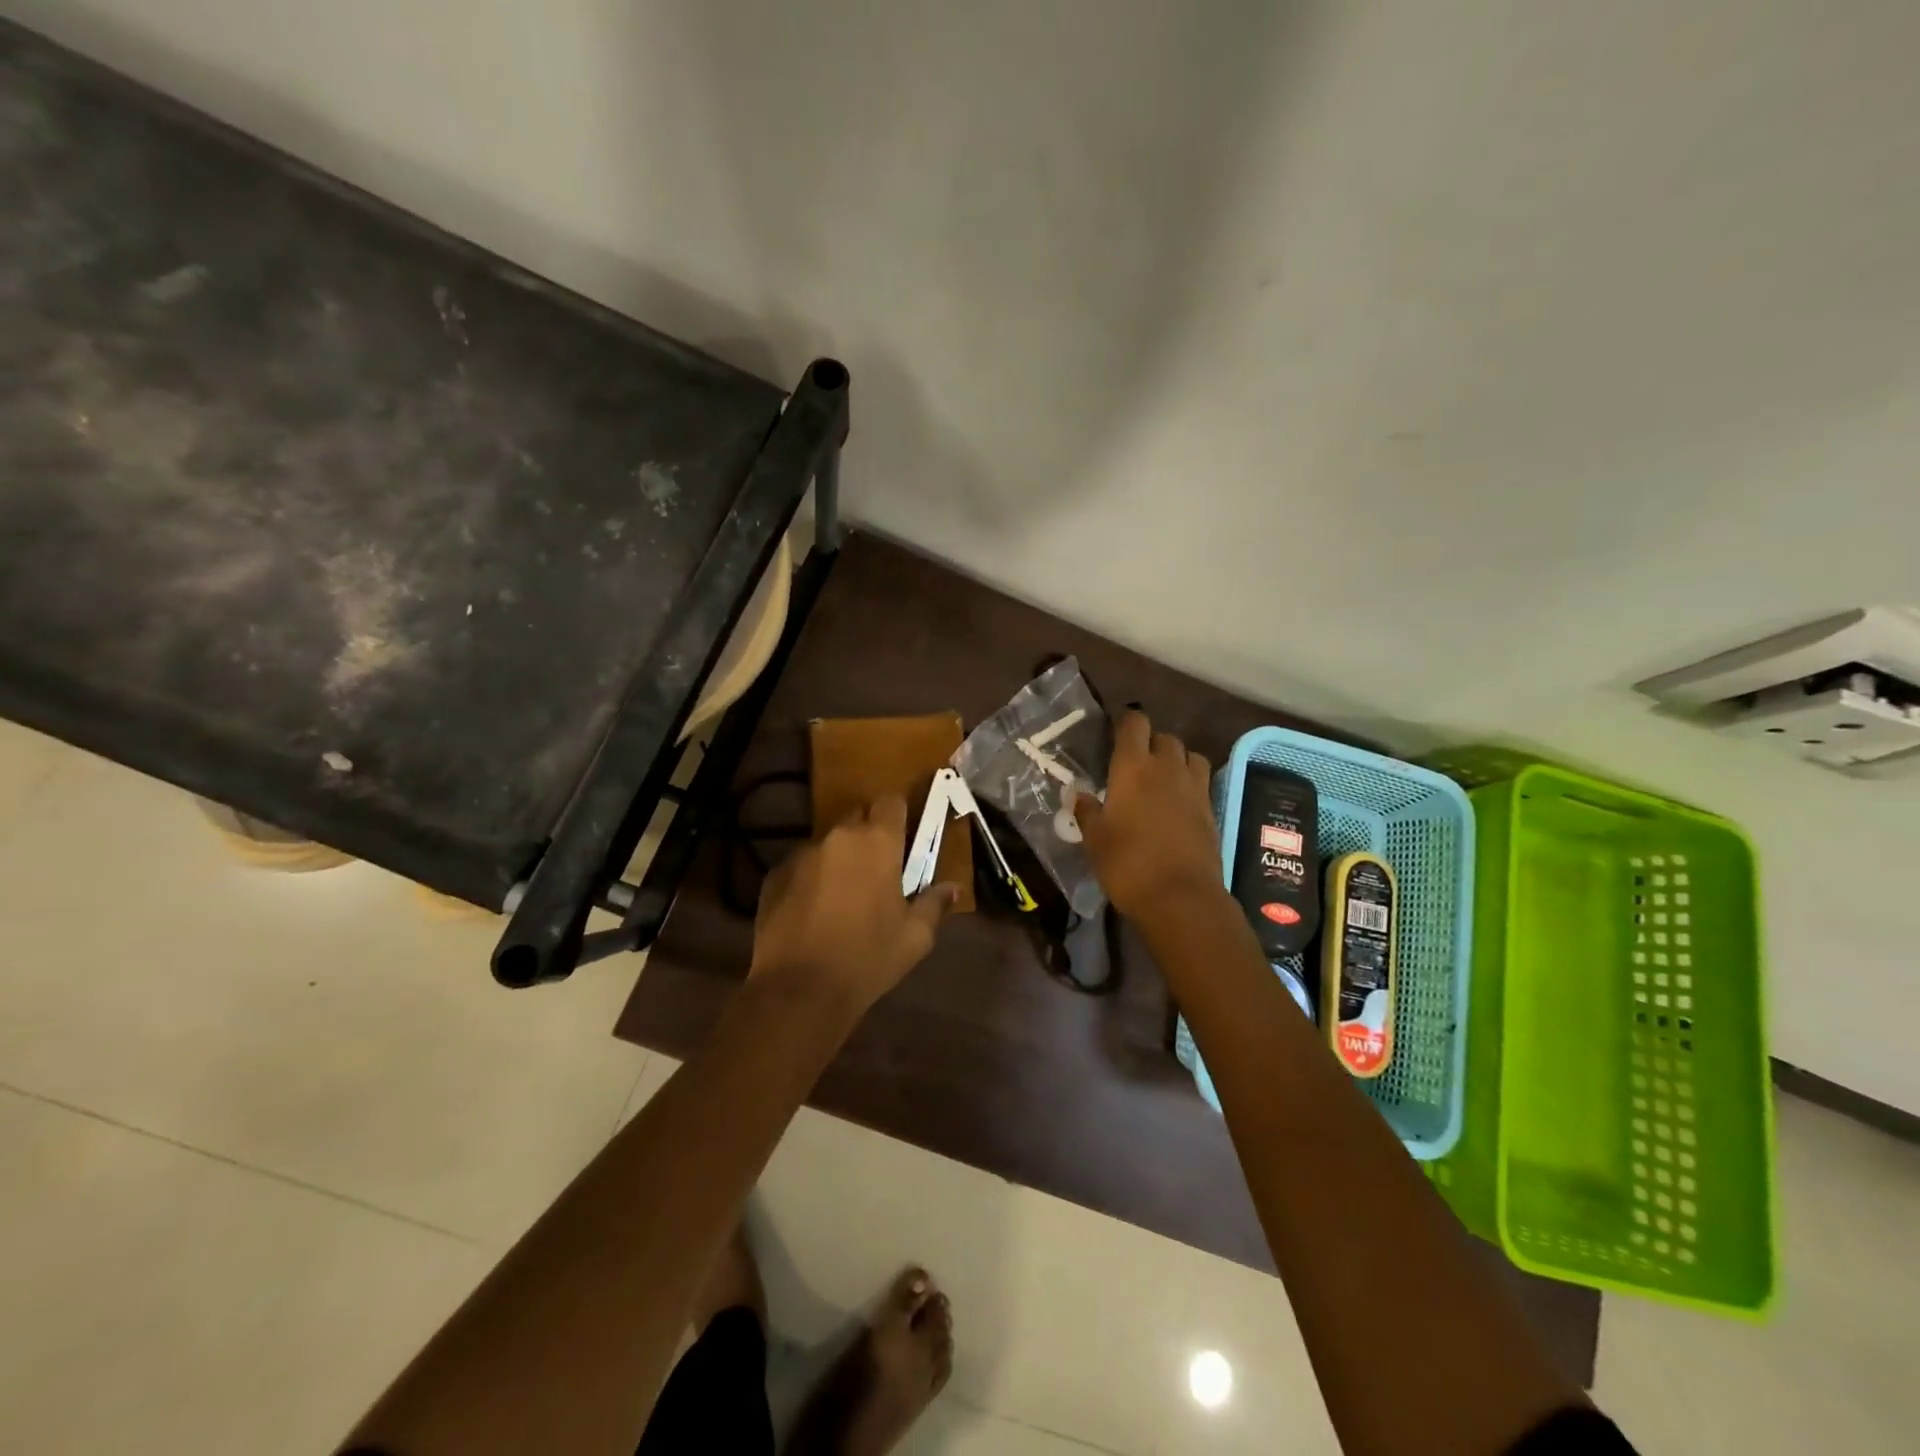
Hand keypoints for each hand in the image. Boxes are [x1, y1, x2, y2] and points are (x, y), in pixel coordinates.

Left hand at [750, 795, 957, 1015]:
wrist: (799, 990)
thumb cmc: (868, 958)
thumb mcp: (915, 937)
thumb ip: (934, 904)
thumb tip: (953, 888)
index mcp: (878, 842)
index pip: (891, 802)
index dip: (899, 815)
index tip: (904, 837)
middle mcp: (838, 836)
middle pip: (857, 817)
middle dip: (869, 835)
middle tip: (878, 868)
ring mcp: (801, 854)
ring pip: (828, 842)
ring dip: (838, 857)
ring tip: (842, 894)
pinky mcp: (774, 875)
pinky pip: (801, 865)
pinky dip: (811, 878)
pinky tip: (813, 910)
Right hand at [1075, 711, 1222, 921]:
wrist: (1181, 898)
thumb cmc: (1127, 864)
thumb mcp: (1094, 839)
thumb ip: (1086, 810)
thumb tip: (1077, 793)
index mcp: (1133, 767)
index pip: (1134, 723)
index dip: (1124, 722)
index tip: (1112, 734)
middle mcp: (1166, 767)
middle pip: (1164, 736)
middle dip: (1149, 742)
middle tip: (1132, 763)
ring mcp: (1193, 787)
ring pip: (1188, 754)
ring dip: (1175, 758)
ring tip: (1160, 777)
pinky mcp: (1211, 808)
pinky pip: (1201, 779)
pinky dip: (1189, 781)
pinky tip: (1177, 800)